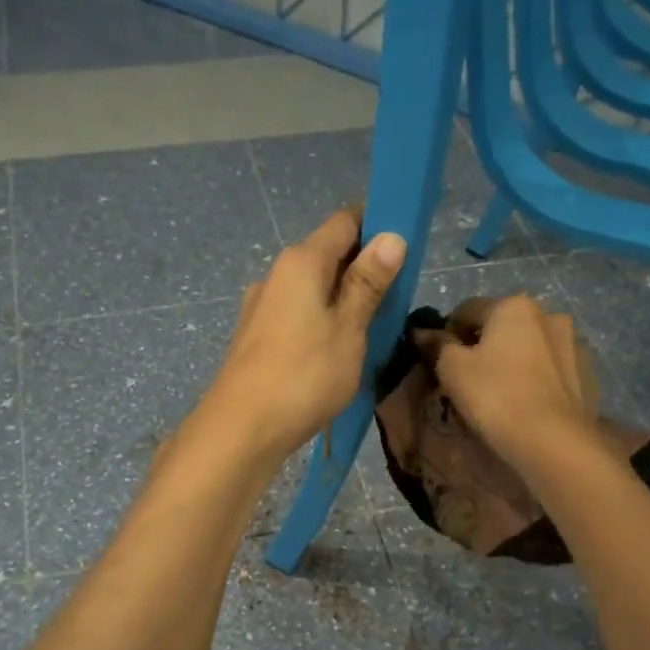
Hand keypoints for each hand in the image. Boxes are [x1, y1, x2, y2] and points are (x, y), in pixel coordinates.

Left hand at [201, 205, 406, 460]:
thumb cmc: (304, 375)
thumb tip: (390, 236)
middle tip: (398, 295)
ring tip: (374, 328)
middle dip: (364, 267)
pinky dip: (322, 321)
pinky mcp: (256, 336)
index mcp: (301, 261)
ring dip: (343, 298)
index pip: (346, 221)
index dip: (379, 224)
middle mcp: (276, 274)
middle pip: (328, 254)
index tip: (408, 244)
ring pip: (312, 289)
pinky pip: (298, 314)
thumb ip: (368, 283)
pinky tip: (338, 350)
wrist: (241, 428)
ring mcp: (261, 306)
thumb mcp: (349, 328)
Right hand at [431, 295, 599, 466]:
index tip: (440, 361)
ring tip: (502, 394)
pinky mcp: (588, 373)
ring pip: (530, 347)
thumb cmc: (495, 397)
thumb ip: (437, 344)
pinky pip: (552, 369)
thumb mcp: (452, 370)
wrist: (553, 441)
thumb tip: (422, 331)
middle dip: (484, 346)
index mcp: (513, 306)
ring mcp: (574, 343)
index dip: (447, 333)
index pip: (467, 310)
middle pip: (503, 326)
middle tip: (470, 380)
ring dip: (513, 361)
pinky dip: (537, 379)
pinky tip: (528, 404)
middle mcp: (548, 314)